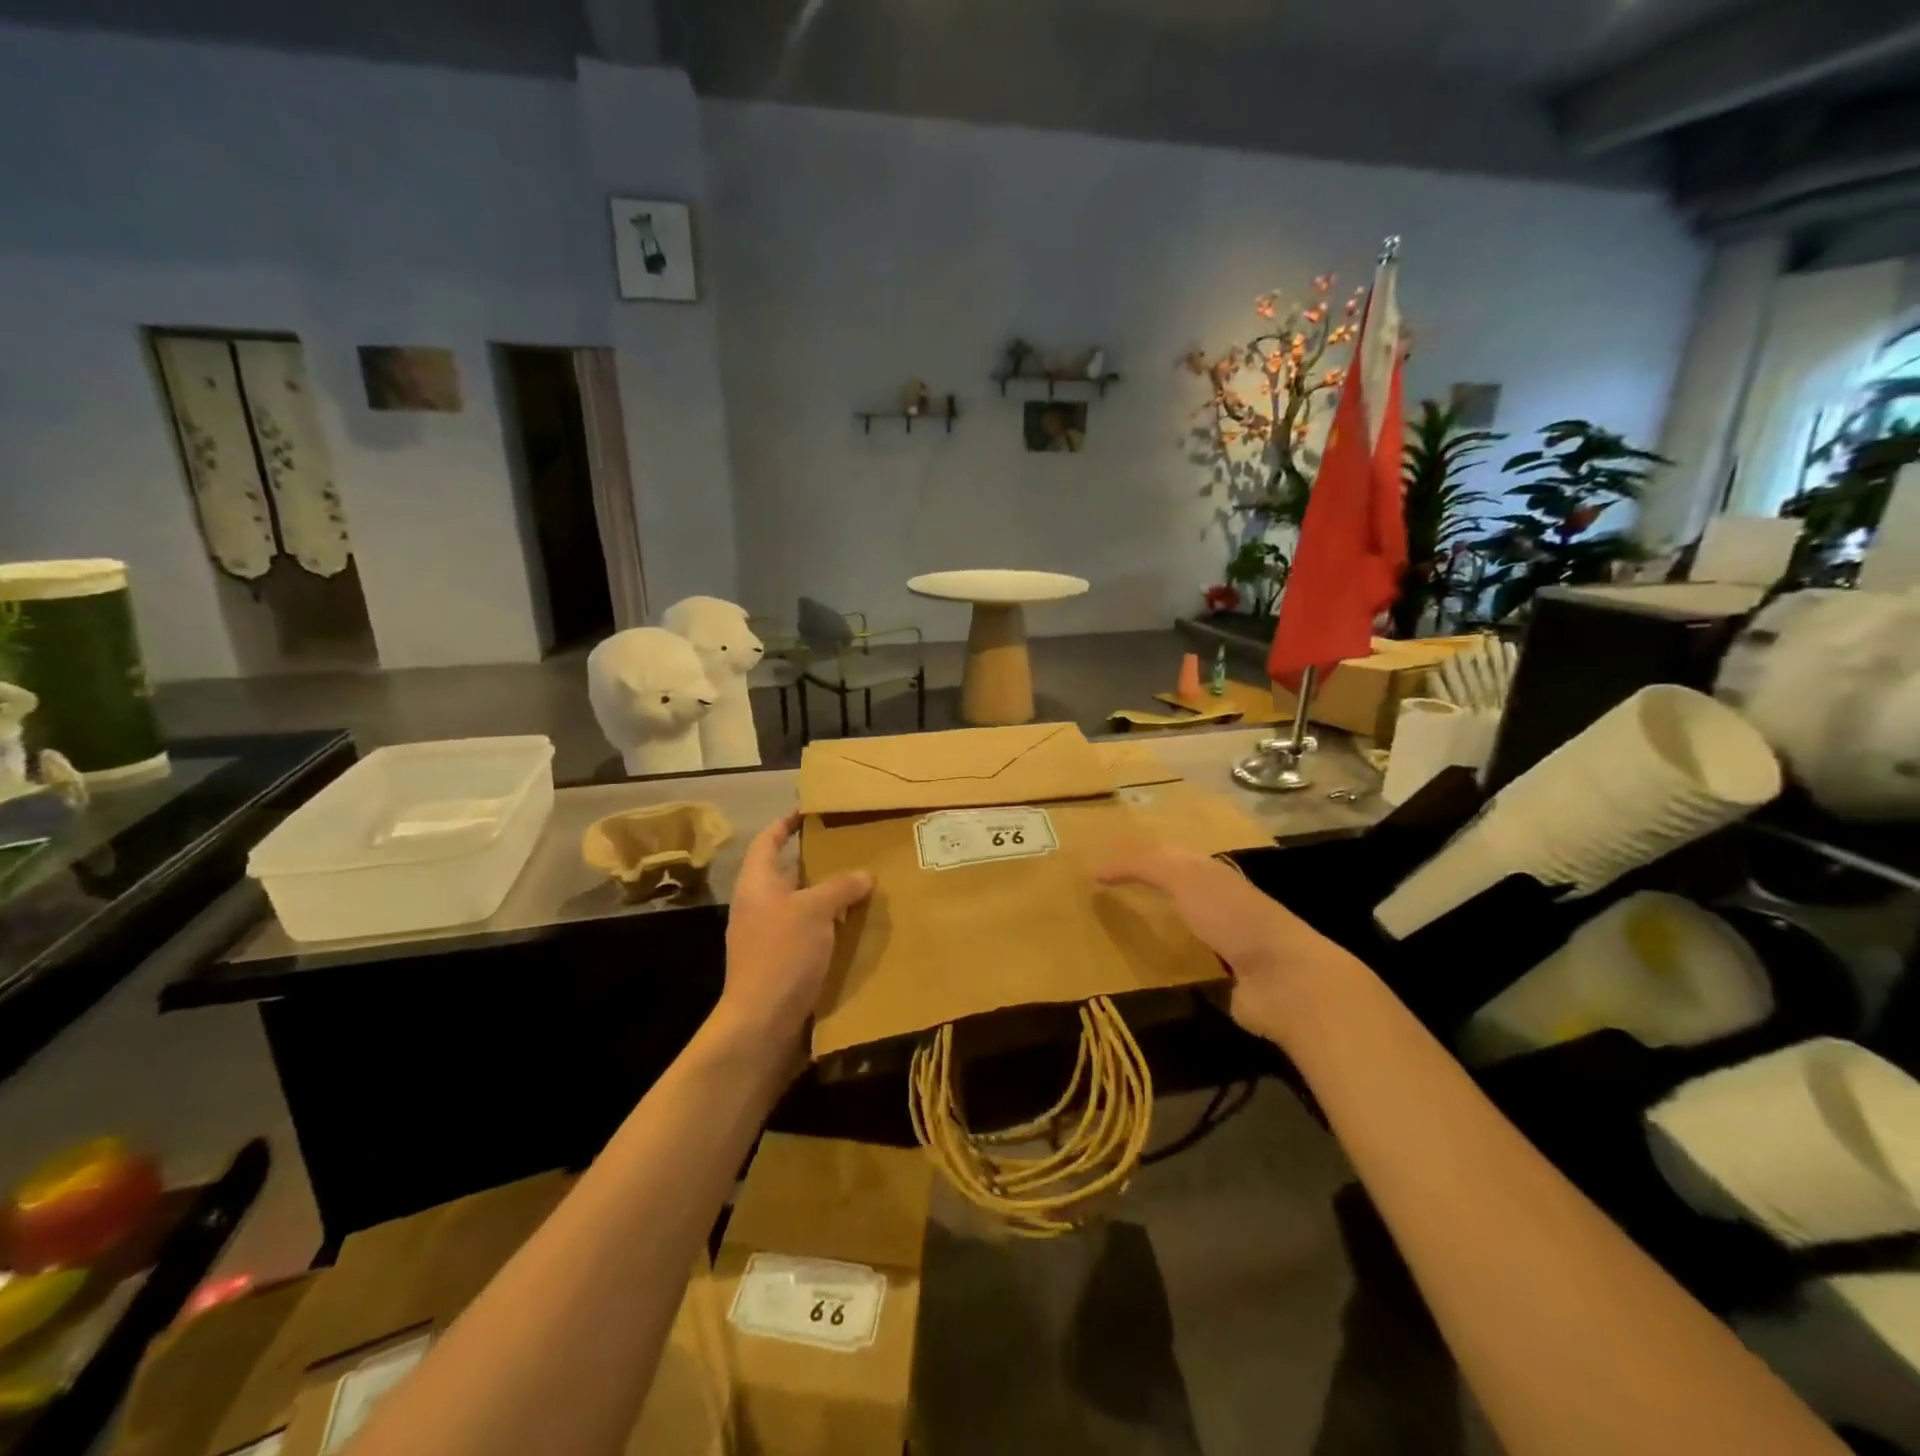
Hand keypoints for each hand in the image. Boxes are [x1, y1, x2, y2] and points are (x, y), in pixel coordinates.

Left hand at [719, 814, 872, 1048]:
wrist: (761, 1024)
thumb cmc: (781, 955)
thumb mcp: (814, 911)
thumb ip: (839, 887)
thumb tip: (863, 875)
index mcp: (756, 884)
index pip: (768, 841)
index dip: (786, 823)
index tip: (811, 811)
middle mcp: (760, 906)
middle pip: (789, 873)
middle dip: (820, 861)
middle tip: (855, 848)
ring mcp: (770, 937)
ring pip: (804, 905)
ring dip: (830, 896)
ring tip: (866, 885)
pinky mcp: (784, 963)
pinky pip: (811, 934)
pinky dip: (832, 926)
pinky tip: (859, 927)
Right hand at [1095, 848, 1365, 1046]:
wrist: (1284, 979)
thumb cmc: (1233, 918)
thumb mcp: (1184, 878)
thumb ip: (1143, 867)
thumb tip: (1094, 869)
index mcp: (1211, 873)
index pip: (1167, 857)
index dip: (1135, 859)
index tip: (1100, 869)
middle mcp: (1218, 903)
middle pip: (1174, 891)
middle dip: (1144, 890)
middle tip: (1102, 898)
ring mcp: (1223, 943)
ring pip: (1179, 928)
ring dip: (1152, 928)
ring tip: (1113, 934)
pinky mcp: (1223, 980)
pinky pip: (1185, 965)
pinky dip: (1164, 963)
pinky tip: (1141, 969)